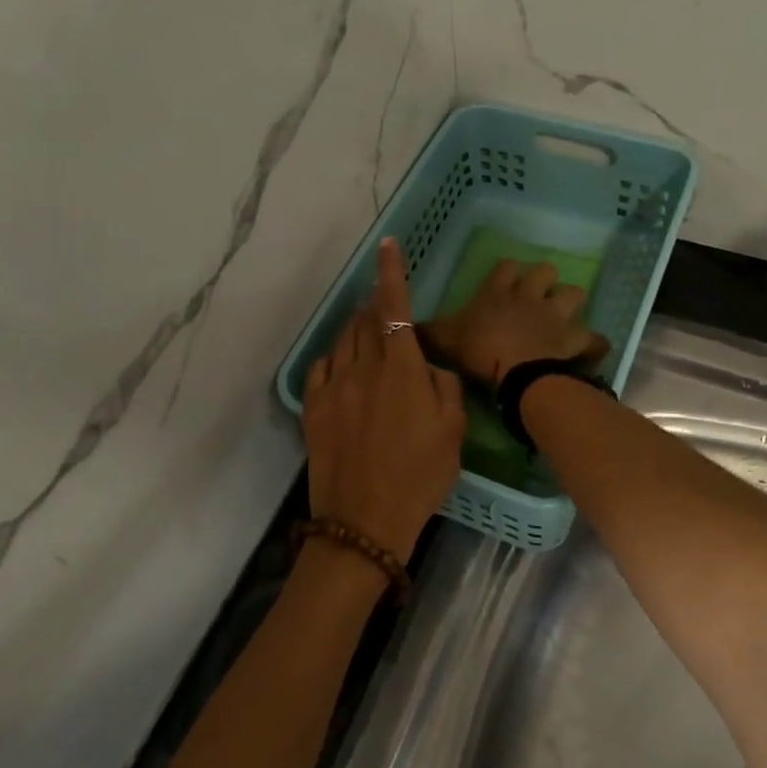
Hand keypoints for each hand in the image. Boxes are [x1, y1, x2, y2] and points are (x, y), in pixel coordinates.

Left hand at [303, 238, 466, 562]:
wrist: (364, 522)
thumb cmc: (419, 478)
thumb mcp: (453, 433)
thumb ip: (444, 389)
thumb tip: (429, 369)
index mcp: (402, 369)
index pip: (395, 308)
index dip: (391, 273)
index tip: (387, 245)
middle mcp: (364, 367)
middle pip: (367, 320)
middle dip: (378, 307)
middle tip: (388, 311)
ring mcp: (334, 386)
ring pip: (344, 340)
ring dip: (358, 330)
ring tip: (370, 339)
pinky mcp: (313, 407)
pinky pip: (322, 366)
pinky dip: (336, 357)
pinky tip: (344, 367)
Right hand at [419, 259, 609, 388]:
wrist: (517, 372)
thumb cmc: (479, 350)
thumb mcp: (443, 339)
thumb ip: (426, 331)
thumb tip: (405, 326)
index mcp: (497, 292)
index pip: (506, 267)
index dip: (507, 272)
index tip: (505, 280)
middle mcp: (529, 295)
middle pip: (545, 271)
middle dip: (544, 280)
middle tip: (537, 297)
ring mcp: (556, 314)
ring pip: (574, 293)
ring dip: (570, 303)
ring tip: (565, 318)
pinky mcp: (576, 338)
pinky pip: (594, 338)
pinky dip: (594, 344)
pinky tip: (590, 350)